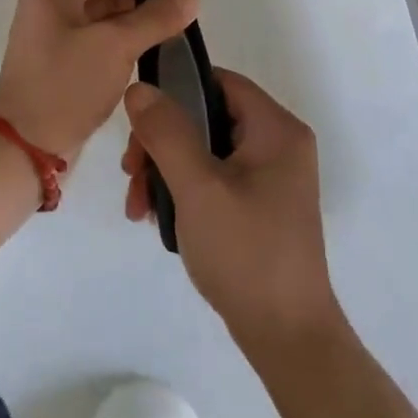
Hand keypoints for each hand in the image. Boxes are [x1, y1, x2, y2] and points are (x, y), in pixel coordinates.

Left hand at [0, 0, 198, 162]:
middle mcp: (47, 7)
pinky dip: (118, 48)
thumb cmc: (67, 86)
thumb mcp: (116, 47)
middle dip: (140, 3)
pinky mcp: (57, 65)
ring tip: (172, 36)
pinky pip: (94, 45)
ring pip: (100, 21)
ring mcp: (50, 38)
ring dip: (132, 27)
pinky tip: (147, 57)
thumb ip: (155, 18)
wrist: (25, 147)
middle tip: (181, 17)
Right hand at [121, 71, 340, 354]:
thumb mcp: (198, 187)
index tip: (138, 123)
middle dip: (161, 143)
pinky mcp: (259, 205)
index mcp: (276, 129)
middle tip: (131, 175)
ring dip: (165, 170)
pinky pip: (212, 178)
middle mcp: (278, 144)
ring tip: (138, 207)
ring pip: (204, 150)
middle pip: (206, 117)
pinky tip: (158, 220)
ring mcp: (270, 177)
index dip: (175, 91)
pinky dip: (182, 191)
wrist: (286, 336)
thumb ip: (166, 132)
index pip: (218, 81)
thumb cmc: (245, 252)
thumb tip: (138, 88)